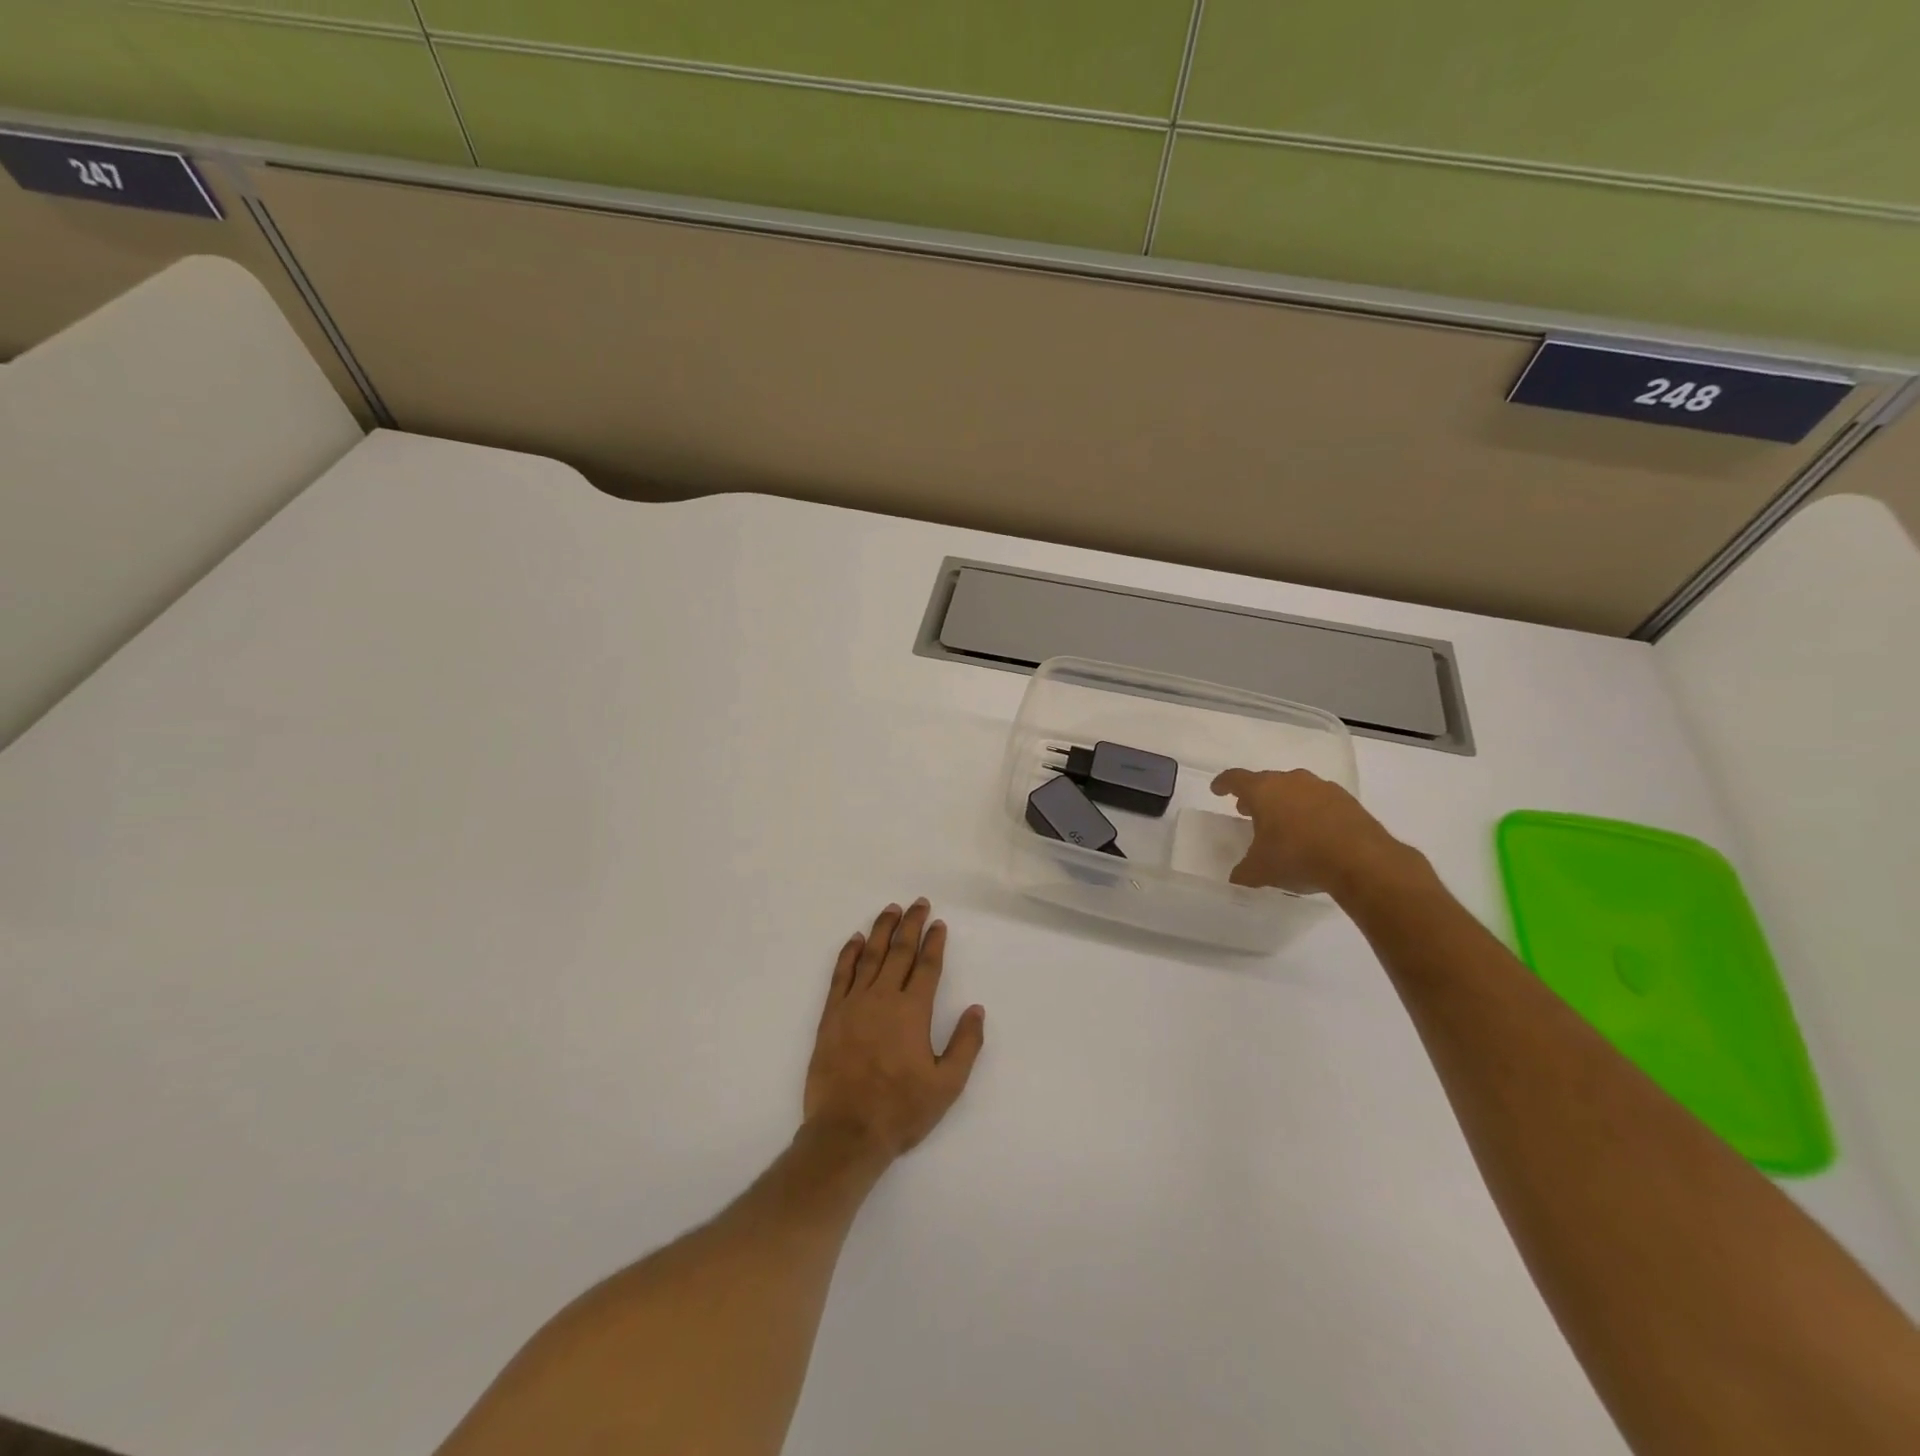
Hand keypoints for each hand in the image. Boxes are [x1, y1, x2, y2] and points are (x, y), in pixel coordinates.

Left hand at [803, 899, 985, 1161]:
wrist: (847, 1131)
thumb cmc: (901, 1109)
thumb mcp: (947, 1085)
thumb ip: (966, 1044)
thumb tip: (976, 1009)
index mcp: (913, 1011)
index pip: (927, 966)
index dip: (934, 942)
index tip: (939, 924)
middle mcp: (883, 998)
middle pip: (899, 951)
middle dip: (911, 925)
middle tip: (918, 903)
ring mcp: (854, 1004)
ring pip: (870, 956)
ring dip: (881, 930)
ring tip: (890, 909)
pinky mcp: (831, 1015)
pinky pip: (841, 975)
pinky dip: (849, 954)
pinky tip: (855, 940)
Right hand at [1210, 768, 1412, 897]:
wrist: (1361, 860)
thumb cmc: (1298, 857)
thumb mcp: (1261, 871)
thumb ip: (1244, 871)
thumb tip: (1236, 877)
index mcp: (1263, 791)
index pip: (1235, 779)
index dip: (1223, 783)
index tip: (1217, 789)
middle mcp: (1291, 781)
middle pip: (1266, 781)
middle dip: (1255, 795)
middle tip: (1248, 811)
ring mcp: (1321, 788)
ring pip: (1294, 788)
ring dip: (1284, 801)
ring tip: (1282, 822)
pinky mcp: (1346, 800)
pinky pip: (1319, 800)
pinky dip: (1310, 811)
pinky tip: (1313, 831)